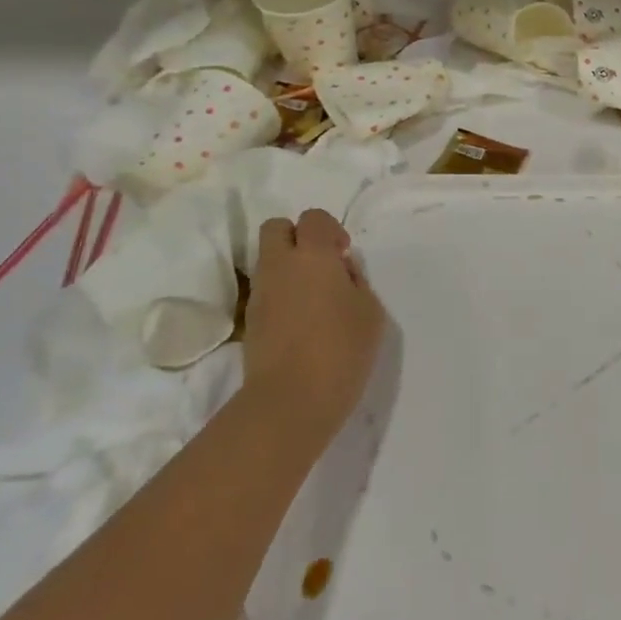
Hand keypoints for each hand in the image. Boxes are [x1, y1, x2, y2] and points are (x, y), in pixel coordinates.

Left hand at [240, 209, 386, 450]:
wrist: (290, 401)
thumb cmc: (341, 349)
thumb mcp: (369, 311)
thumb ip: (356, 281)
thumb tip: (341, 271)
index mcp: (313, 255)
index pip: (313, 218)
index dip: (330, 230)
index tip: (344, 255)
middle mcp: (280, 265)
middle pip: (277, 228)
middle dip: (298, 237)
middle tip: (322, 265)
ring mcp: (260, 293)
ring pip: (268, 260)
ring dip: (288, 267)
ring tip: (314, 298)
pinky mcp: (251, 321)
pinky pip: (266, 290)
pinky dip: (281, 294)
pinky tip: (301, 321)